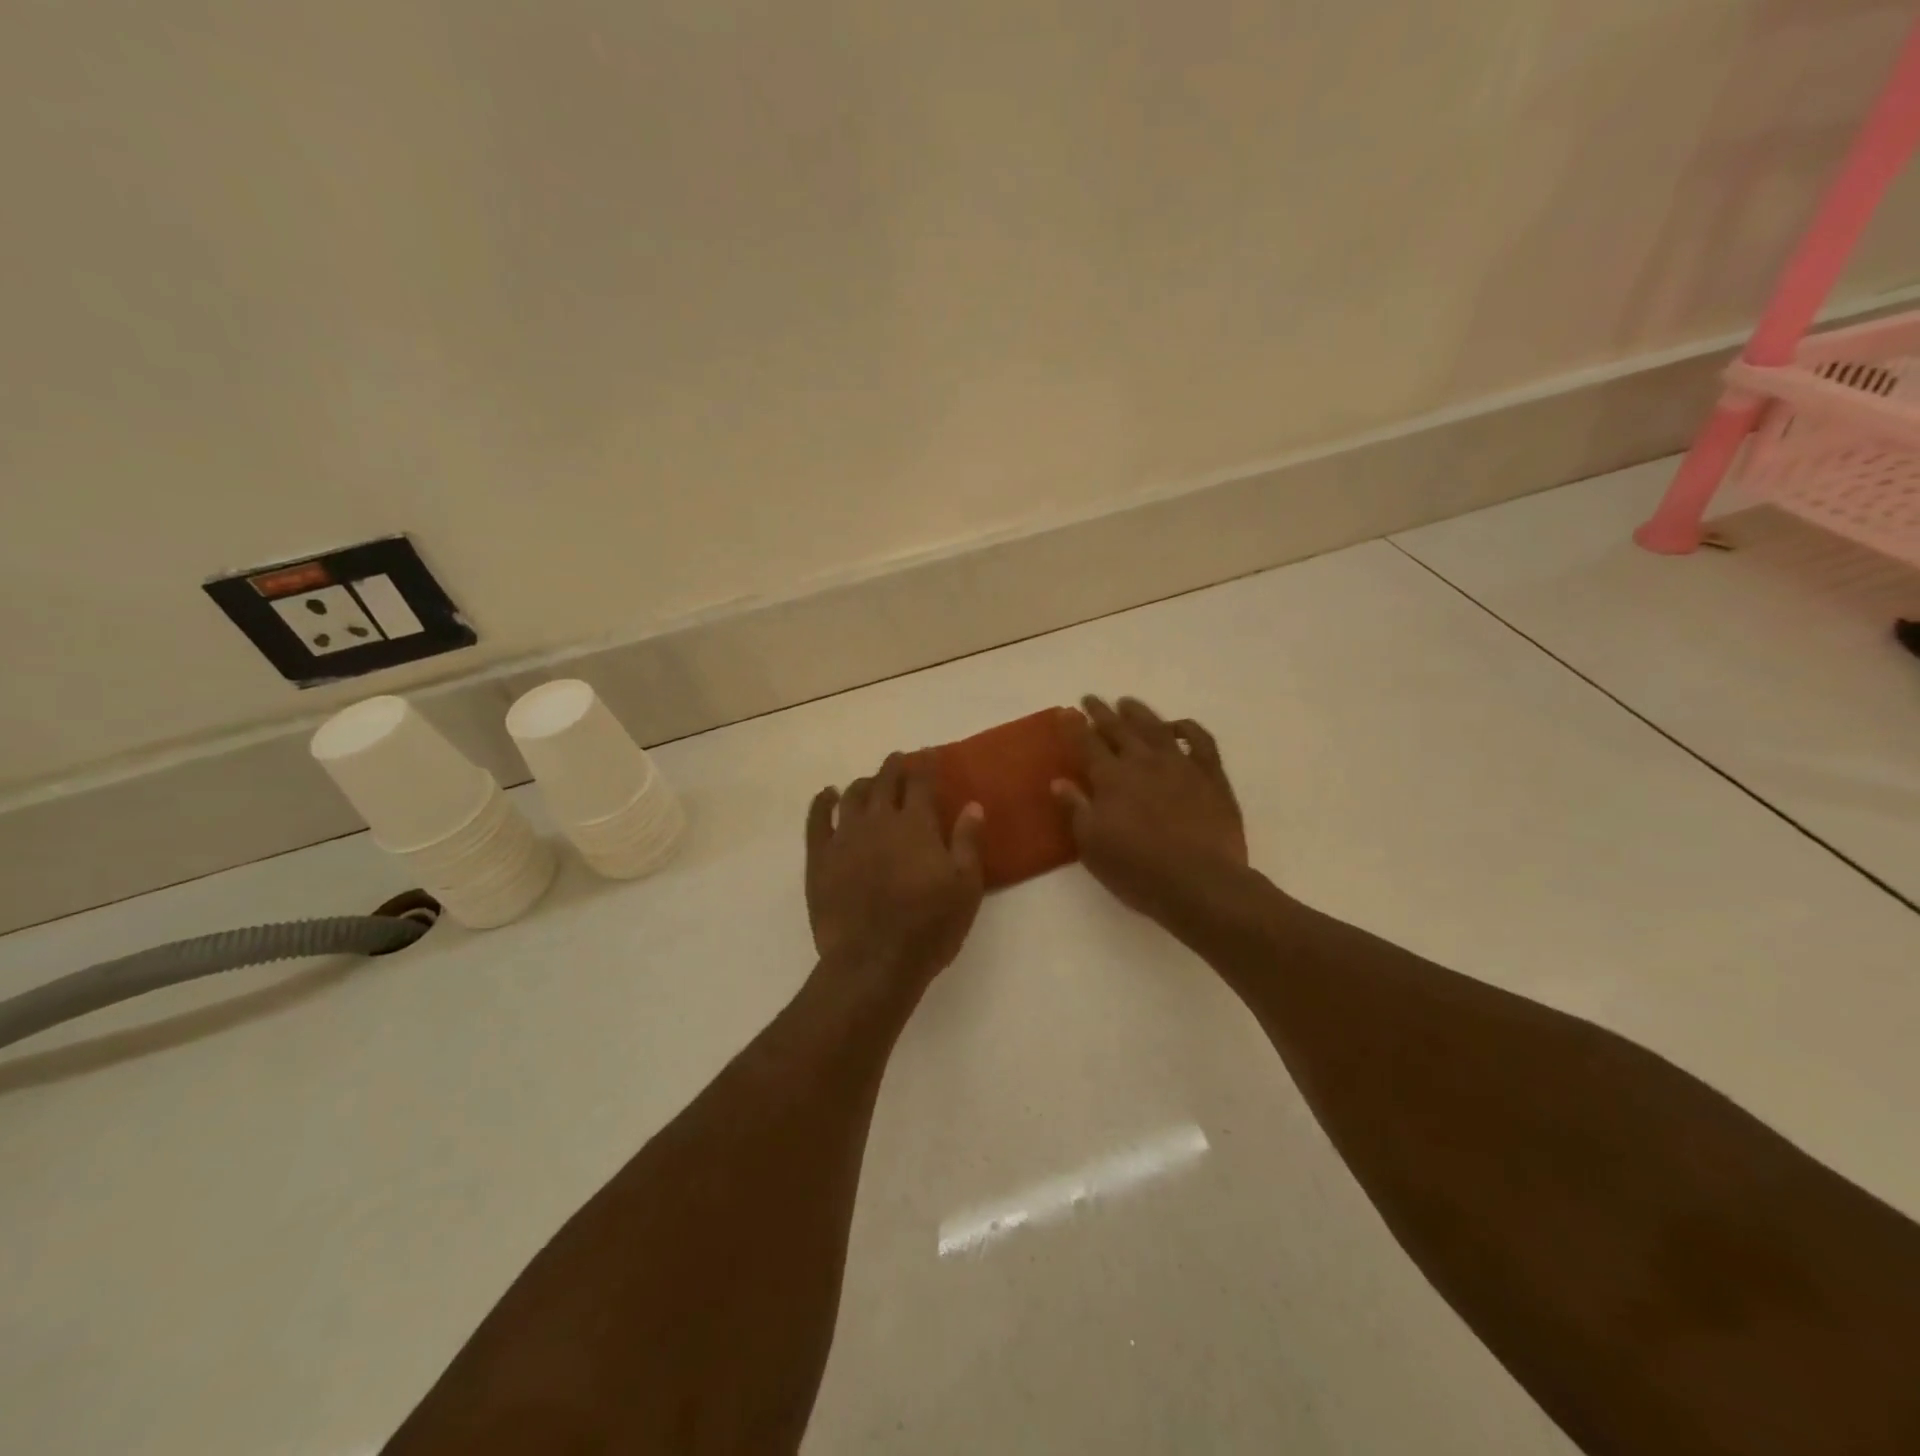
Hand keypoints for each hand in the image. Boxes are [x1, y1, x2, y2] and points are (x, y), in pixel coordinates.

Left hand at [805, 752, 985, 991]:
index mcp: (916, 825)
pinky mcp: (819, 858)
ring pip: (852, 795)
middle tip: (901, 760)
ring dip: (864, 782)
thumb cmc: (929, 926)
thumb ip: (968, 841)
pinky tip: (826, 795)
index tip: (929, 754)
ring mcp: (845, 837)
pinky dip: (822, 801)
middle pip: (885, 781)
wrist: (873, 961)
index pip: (921, 782)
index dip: (926, 764)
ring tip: (871, 782)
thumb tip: (973, 804)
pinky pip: (817, 819)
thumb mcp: (965, 887)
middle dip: (895, 766)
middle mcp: (879, 820)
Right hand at [1053, 696, 1247, 928]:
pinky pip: (1200, 740)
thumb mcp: (1093, 846)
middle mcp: (1143, 761)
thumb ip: (1075, 809)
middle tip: (1090, 699)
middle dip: (1101, 712)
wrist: (1201, 883)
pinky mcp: (1211, 775)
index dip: (1073, 726)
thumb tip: (1059, 781)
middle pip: (1118, 728)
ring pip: (1156, 727)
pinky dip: (1187, 728)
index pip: (1086, 743)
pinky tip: (1178, 725)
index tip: (1064, 712)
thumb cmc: (1138, 870)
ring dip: (1138, 712)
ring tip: (1126, 702)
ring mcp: (1180, 764)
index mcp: (1111, 778)